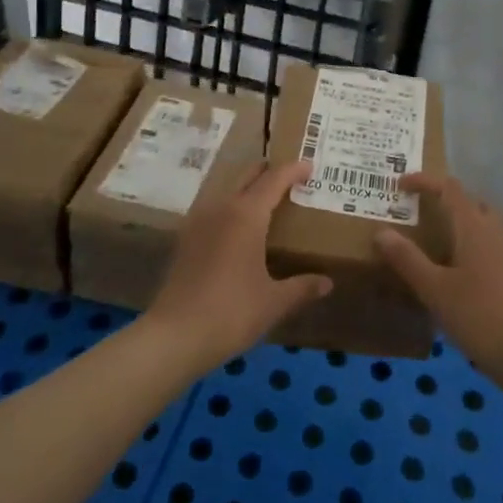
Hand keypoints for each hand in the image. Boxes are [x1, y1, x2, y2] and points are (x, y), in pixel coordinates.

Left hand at [144, 160, 331, 371]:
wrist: (174, 335)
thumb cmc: (231, 313)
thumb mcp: (274, 302)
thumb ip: (302, 287)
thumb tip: (327, 283)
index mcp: (247, 215)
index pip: (274, 179)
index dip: (293, 170)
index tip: (310, 166)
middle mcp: (222, 207)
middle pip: (248, 175)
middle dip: (269, 171)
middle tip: (291, 178)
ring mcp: (199, 220)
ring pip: (228, 189)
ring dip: (248, 188)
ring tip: (267, 201)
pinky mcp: (186, 238)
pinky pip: (214, 208)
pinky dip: (232, 207)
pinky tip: (238, 228)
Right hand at [373, 172, 502, 383]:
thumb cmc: (479, 315)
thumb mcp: (434, 289)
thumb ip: (407, 259)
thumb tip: (380, 231)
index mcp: (473, 224)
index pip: (448, 187)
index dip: (424, 181)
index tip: (399, 185)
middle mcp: (494, 228)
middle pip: (469, 200)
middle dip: (443, 198)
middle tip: (418, 210)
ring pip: (482, 221)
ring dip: (459, 220)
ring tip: (435, 237)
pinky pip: (489, 241)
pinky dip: (470, 240)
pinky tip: (457, 267)